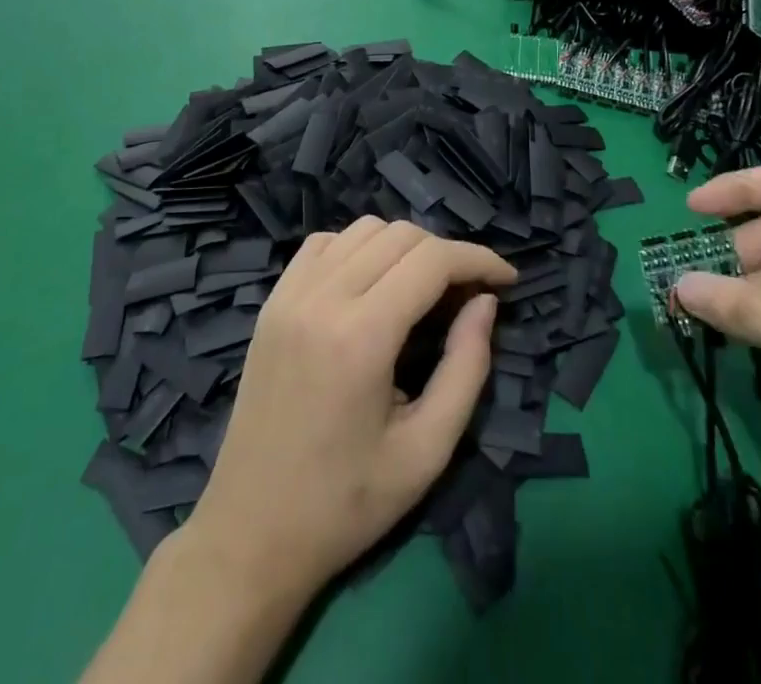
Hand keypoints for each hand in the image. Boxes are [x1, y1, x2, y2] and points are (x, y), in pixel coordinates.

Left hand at [184, 217, 514, 602]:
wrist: (251, 530)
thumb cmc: (346, 503)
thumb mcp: (426, 451)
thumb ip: (466, 368)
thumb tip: (485, 302)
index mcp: (361, 336)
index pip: (431, 260)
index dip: (478, 259)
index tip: (508, 279)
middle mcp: (322, 297)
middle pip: (400, 236)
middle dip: (446, 254)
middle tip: (469, 294)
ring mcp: (290, 293)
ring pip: (363, 229)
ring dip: (404, 246)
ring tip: (425, 289)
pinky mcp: (272, 300)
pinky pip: (324, 243)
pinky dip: (359, 247)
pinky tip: (371, 284)